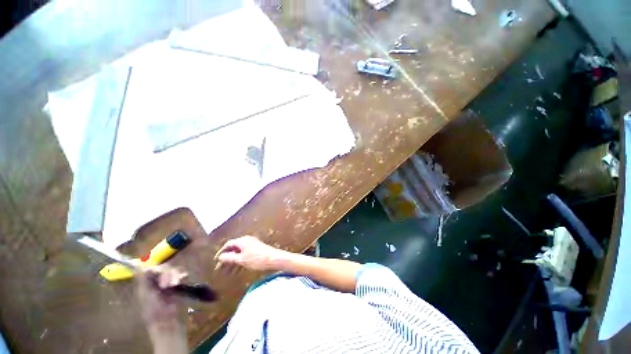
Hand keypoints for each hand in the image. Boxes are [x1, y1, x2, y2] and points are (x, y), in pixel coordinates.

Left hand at [136, 266, 187, 338]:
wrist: (167, 323)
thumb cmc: (153, 312)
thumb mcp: (146, 296)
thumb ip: (144, 281)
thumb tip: (142, 265)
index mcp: (147, 285)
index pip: (151, 269)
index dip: (156, 267)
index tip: (159, 270)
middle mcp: (157, 283)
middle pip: (164, 269)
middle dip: (167, 273)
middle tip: (168, 283)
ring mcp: (168, 285)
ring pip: (173, 271)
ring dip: (175, 275)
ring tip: (176, 283)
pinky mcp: (178, 287)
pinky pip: (181, 276)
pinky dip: (182, 276)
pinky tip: (184, 278)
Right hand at [214, 236, 284, 271]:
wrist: (273, 259)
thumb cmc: (257, 259)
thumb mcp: (241, 260)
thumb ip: (229, 258)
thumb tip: (220, 257)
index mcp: (242, 241)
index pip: (228, 244)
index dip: (221, 252)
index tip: (215, 261)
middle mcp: (247, 240)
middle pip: (234, 249)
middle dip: (227, 259)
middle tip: (220, 269)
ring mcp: (252, 245)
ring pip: (239, 253)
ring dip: (233, 262)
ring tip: (228, 273)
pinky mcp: (257, 249)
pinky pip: (245, 255)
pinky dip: (240, 261)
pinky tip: (237, 270)